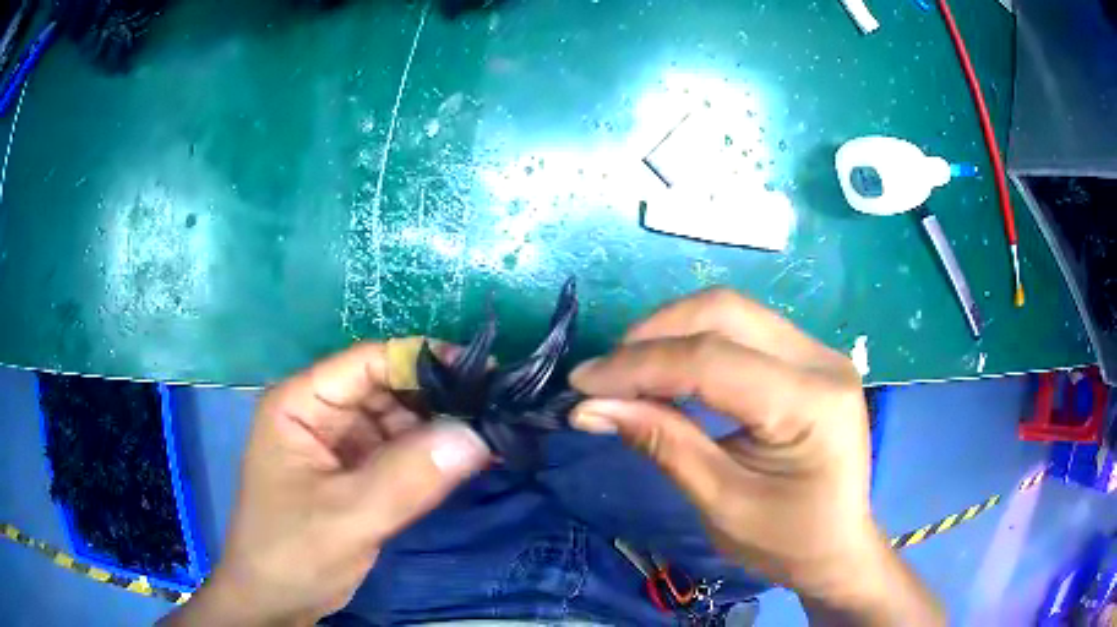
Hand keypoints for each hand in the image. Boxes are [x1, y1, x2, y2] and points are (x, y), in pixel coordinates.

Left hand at [162, 342, 490, 625]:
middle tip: (498, 409)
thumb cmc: (292, 553)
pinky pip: (402, 453)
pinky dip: (434, 457)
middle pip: (388, 388)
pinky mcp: (357, 474)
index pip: (368, 361)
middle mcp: (322, 413)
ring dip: (442, 428)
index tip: (484, 373)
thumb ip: (407, 478)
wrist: (276, 602)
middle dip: (440, 398)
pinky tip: (472, 460)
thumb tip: (476, 435)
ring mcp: (340, 445)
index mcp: (301, 403)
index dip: (424, 361)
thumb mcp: (347, 517)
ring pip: (400, 421)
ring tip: (495, 434)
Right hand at [568, 289, 942, 624]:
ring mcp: (818, 352)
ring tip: (628, 369)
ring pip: (731, 310)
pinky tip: (668, 366)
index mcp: (811, 404)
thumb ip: (662, 443)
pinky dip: (695, 340)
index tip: (583, 384)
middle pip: (725, 312)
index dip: (640, 366)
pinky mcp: (807, 356)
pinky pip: (742, 328)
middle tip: (606, 374)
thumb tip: (591, 407)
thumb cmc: (784, 540)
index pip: (713, 361)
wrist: (837, 544)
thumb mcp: (720, 502)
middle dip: (653, 335)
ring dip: (671, 331)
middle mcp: (821, 360)